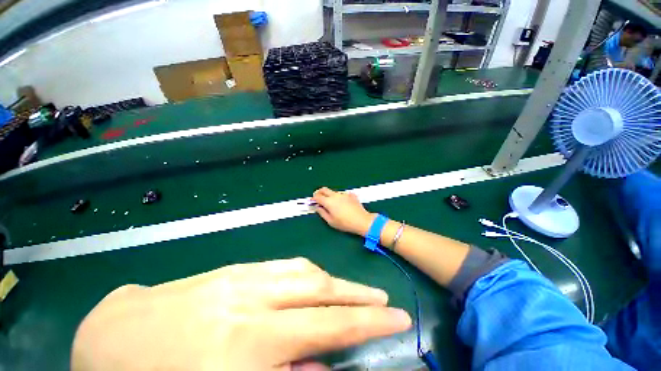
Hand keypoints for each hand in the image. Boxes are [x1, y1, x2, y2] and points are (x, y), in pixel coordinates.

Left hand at [71, 258, 410, 370]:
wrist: (112, 337)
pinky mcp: (234, 267)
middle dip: (358, 296)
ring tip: (354, 291)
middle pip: (321, 291)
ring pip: (304, 272)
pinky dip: (308, 272)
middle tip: (384, 300)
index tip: (396, 316)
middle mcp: (253, 299)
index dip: (368, 322)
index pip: (328, 326)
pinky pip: (284, 266)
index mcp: (248, 344)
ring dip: (334, 282)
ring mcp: (242, 276)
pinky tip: (316, 278)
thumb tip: (321, 364)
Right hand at [312, 187, 375, 236]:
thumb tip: (318, 207)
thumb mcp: (330, 221)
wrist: (361, 221)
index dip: (313, 198)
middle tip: (318, 198)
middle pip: (324, 189)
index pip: (317, 196)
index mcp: (329, 201)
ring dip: (329, 195)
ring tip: (332, 204)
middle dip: (319, 192)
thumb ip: (322, 213)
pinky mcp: (351, 195)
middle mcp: (335, 195)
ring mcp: (344, 194)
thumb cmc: (345, 223)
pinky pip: (342, 194)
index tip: (312, 202)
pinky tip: (342, 203)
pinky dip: (339, 197)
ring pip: (333, 192)